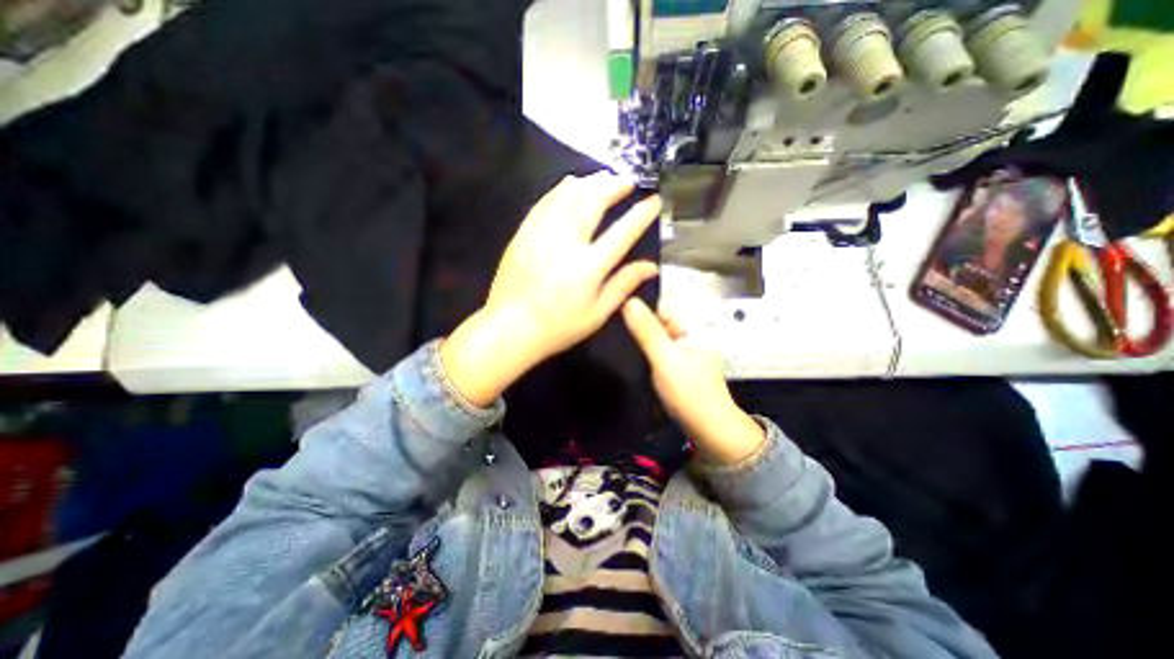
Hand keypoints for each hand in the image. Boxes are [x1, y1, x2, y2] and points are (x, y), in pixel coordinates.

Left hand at [441, 173, 658, 403]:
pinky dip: (561, 189)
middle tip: (626, 181)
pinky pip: (545, 202)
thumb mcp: (597, 314)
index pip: (622, 233)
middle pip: (593, 203)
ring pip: (568, 196)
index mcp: (589, 267)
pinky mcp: (524, 233)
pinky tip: (570, 184)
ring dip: (589, 183)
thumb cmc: (558, 327)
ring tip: (603, 177)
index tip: (654, 200)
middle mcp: (567, 243)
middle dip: (613, 187)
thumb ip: (623, 285)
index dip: (641, 214)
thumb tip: (651, 267)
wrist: (510, 327)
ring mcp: (542, 234)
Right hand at [618, 298, 766, 461]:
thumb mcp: (665, 359)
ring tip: (613, 342)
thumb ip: (648, 331)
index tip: (614, 311)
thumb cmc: (689, 392)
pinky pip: (654, 353)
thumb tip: (629, 300)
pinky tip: (626, 357)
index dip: (639, 307)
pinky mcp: (674, 367)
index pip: (661, 306)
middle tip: (609, 329)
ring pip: (653, 338)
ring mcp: (680, 352)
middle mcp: (686, 335)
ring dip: (637, 340)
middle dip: (635, 325)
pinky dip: (642, 353)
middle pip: (656, 321)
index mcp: (690, 327)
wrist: (707, 429)